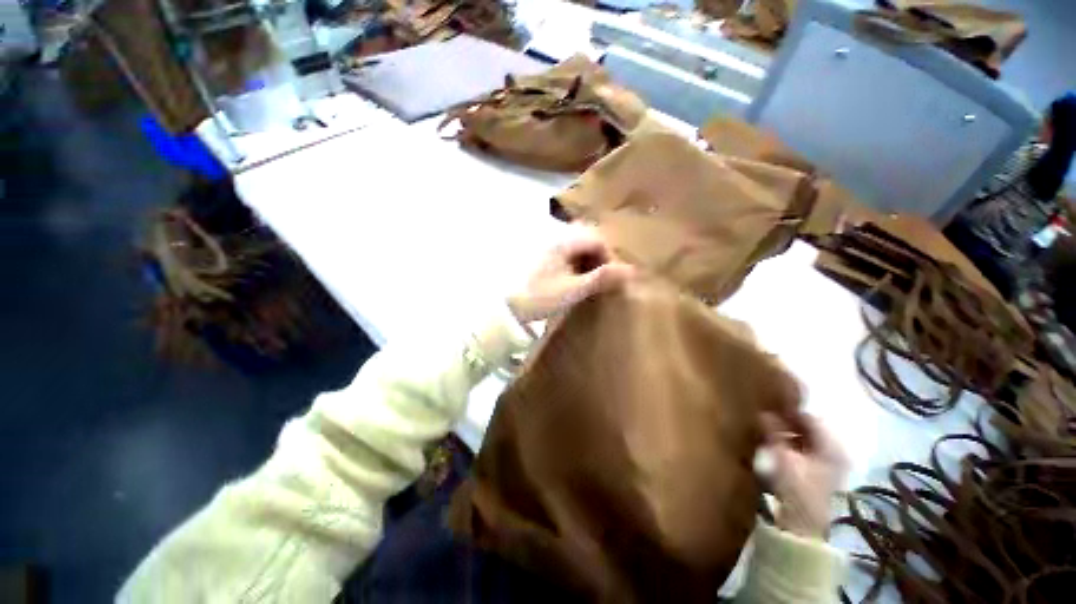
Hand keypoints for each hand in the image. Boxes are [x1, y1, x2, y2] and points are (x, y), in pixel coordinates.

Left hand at [508, 231, 634, 322]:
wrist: (503, 308)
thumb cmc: (539, 296)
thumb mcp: (573, 290)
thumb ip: (602, 278)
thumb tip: (632, 270)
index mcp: (564, 241)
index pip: (598, 240)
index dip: (610, 258)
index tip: (613, 279)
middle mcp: (555, 238)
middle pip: (587, 239)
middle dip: (599, 258)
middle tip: (604, 280)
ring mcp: (546, 247)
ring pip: (576, 247)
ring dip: (588, 261)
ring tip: (590, 283)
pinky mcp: (540, 258)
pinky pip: (565, 254)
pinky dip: (575, 264)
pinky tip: (573, 281)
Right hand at [761, 413, 848, 538]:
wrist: (803, 534)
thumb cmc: (798, 495)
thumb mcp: (784, 463)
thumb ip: (775, 437)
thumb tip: (764, 415)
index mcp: (833, 444)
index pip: (810, 419)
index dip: (790, 414)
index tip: (770, 411)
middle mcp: (837, 451)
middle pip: (812, 432)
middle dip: (790, 428)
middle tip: (767, 428)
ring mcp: (833, 468)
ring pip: (811, 446)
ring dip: (792, 442)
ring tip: (770, 444)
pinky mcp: (825, 482)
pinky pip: (810, 460)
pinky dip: (796, 456)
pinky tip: (781, 461)